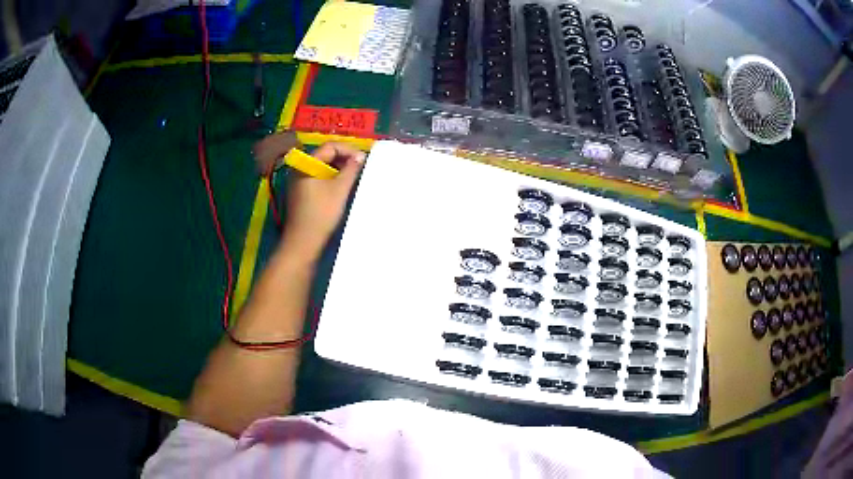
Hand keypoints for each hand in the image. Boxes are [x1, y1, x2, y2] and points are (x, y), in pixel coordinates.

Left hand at [280, 142, 365, 260]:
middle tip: (360, 168)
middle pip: (325, 155)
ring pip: (323, 167)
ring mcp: (299, 181)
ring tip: (354, 178)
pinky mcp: (302, 193)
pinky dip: (332, 179)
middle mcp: (300, 169)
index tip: (363, 160)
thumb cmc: (321, 213)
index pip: (330, 147)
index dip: (348, 150)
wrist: (303, 242)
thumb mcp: (339, 189)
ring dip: (339, 170)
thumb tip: (360, 156)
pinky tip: (342, 188)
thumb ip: (351, 169)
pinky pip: (319, 178)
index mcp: (306, 164)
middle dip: (344, 159)